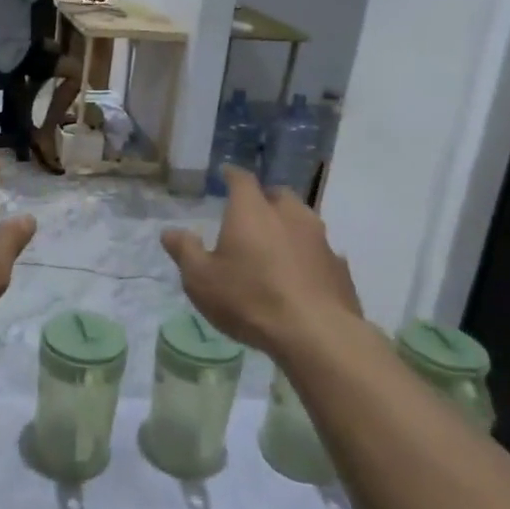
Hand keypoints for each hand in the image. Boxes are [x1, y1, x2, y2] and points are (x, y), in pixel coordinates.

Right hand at [161, 167, 366, 358]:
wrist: (316, 334)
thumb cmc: (249, 299)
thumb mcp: (201, 279)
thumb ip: (185, 251)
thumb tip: (170, 231)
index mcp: (252, 211)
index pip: (242, 180)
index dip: (232, 176)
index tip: (226, 174)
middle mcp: (289, 215)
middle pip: (278, 195)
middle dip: (264, 200)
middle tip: (251, 215)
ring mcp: (320, 240)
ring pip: (303, 221)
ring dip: (288, 228)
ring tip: (275, 248)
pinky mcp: (339, 267)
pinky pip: (319, 252)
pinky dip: (307, 257)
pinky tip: (300, 277)